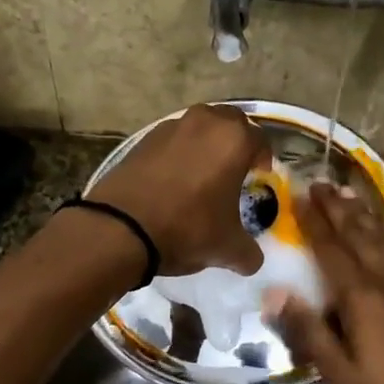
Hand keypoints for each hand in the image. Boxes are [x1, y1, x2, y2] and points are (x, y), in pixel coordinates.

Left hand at [90, 104, 271, 276]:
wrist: (120, 228)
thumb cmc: (186, 229)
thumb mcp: (227, 248)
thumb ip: (248, 252)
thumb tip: (251, 260)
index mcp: (233, 140)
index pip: (260, 140)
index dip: (264, 159)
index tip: (260, 176)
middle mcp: (204, 122)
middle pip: (230, 123)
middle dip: (236, 142)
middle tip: (235, 169)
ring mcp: (170, 127)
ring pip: (199, 127)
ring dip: (206, 143)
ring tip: (203, 173)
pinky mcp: (142, 139)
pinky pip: (172, 140)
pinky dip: (178, 153)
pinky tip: (174, 179)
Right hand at [268, 183, 383, 383]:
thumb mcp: (344, 378)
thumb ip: (310, 333)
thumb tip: (276, 293)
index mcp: (362, 298)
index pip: (331, 250)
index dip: (314, 223)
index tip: (299, 196)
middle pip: (360, 235)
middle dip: (338, 208)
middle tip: (321, 182)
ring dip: (366, 213)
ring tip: (350, 193)